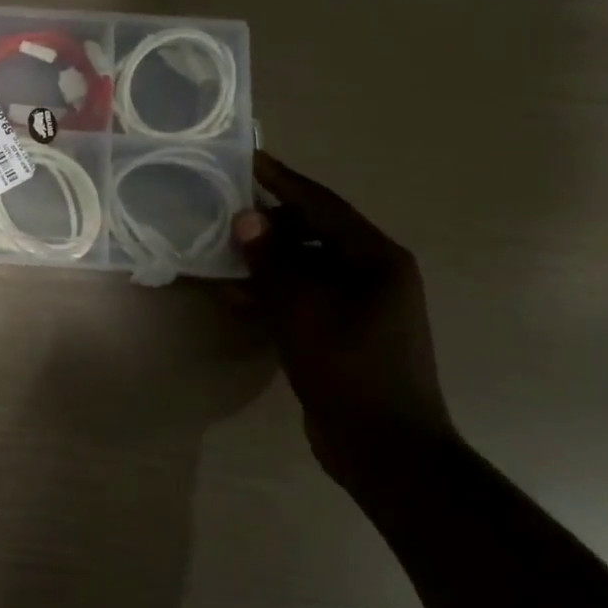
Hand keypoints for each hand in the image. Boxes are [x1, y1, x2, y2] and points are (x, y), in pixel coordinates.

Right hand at [232, 153, 452, 471]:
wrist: (386, 449)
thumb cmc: (350, 370)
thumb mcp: (303, 310)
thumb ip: (272, 261)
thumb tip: (246, 218)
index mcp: (376, 259)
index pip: (323, 205)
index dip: (283, 181)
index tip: (249, 158)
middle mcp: (373, 273)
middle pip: (315, 232)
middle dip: (269, 220)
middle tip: (224, 205)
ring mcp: (360, 304)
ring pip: (306, 265)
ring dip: (266, 258)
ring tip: (221, 247)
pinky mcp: (344, 331)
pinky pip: (304, 296)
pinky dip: (273, 290)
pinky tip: (236, 294)